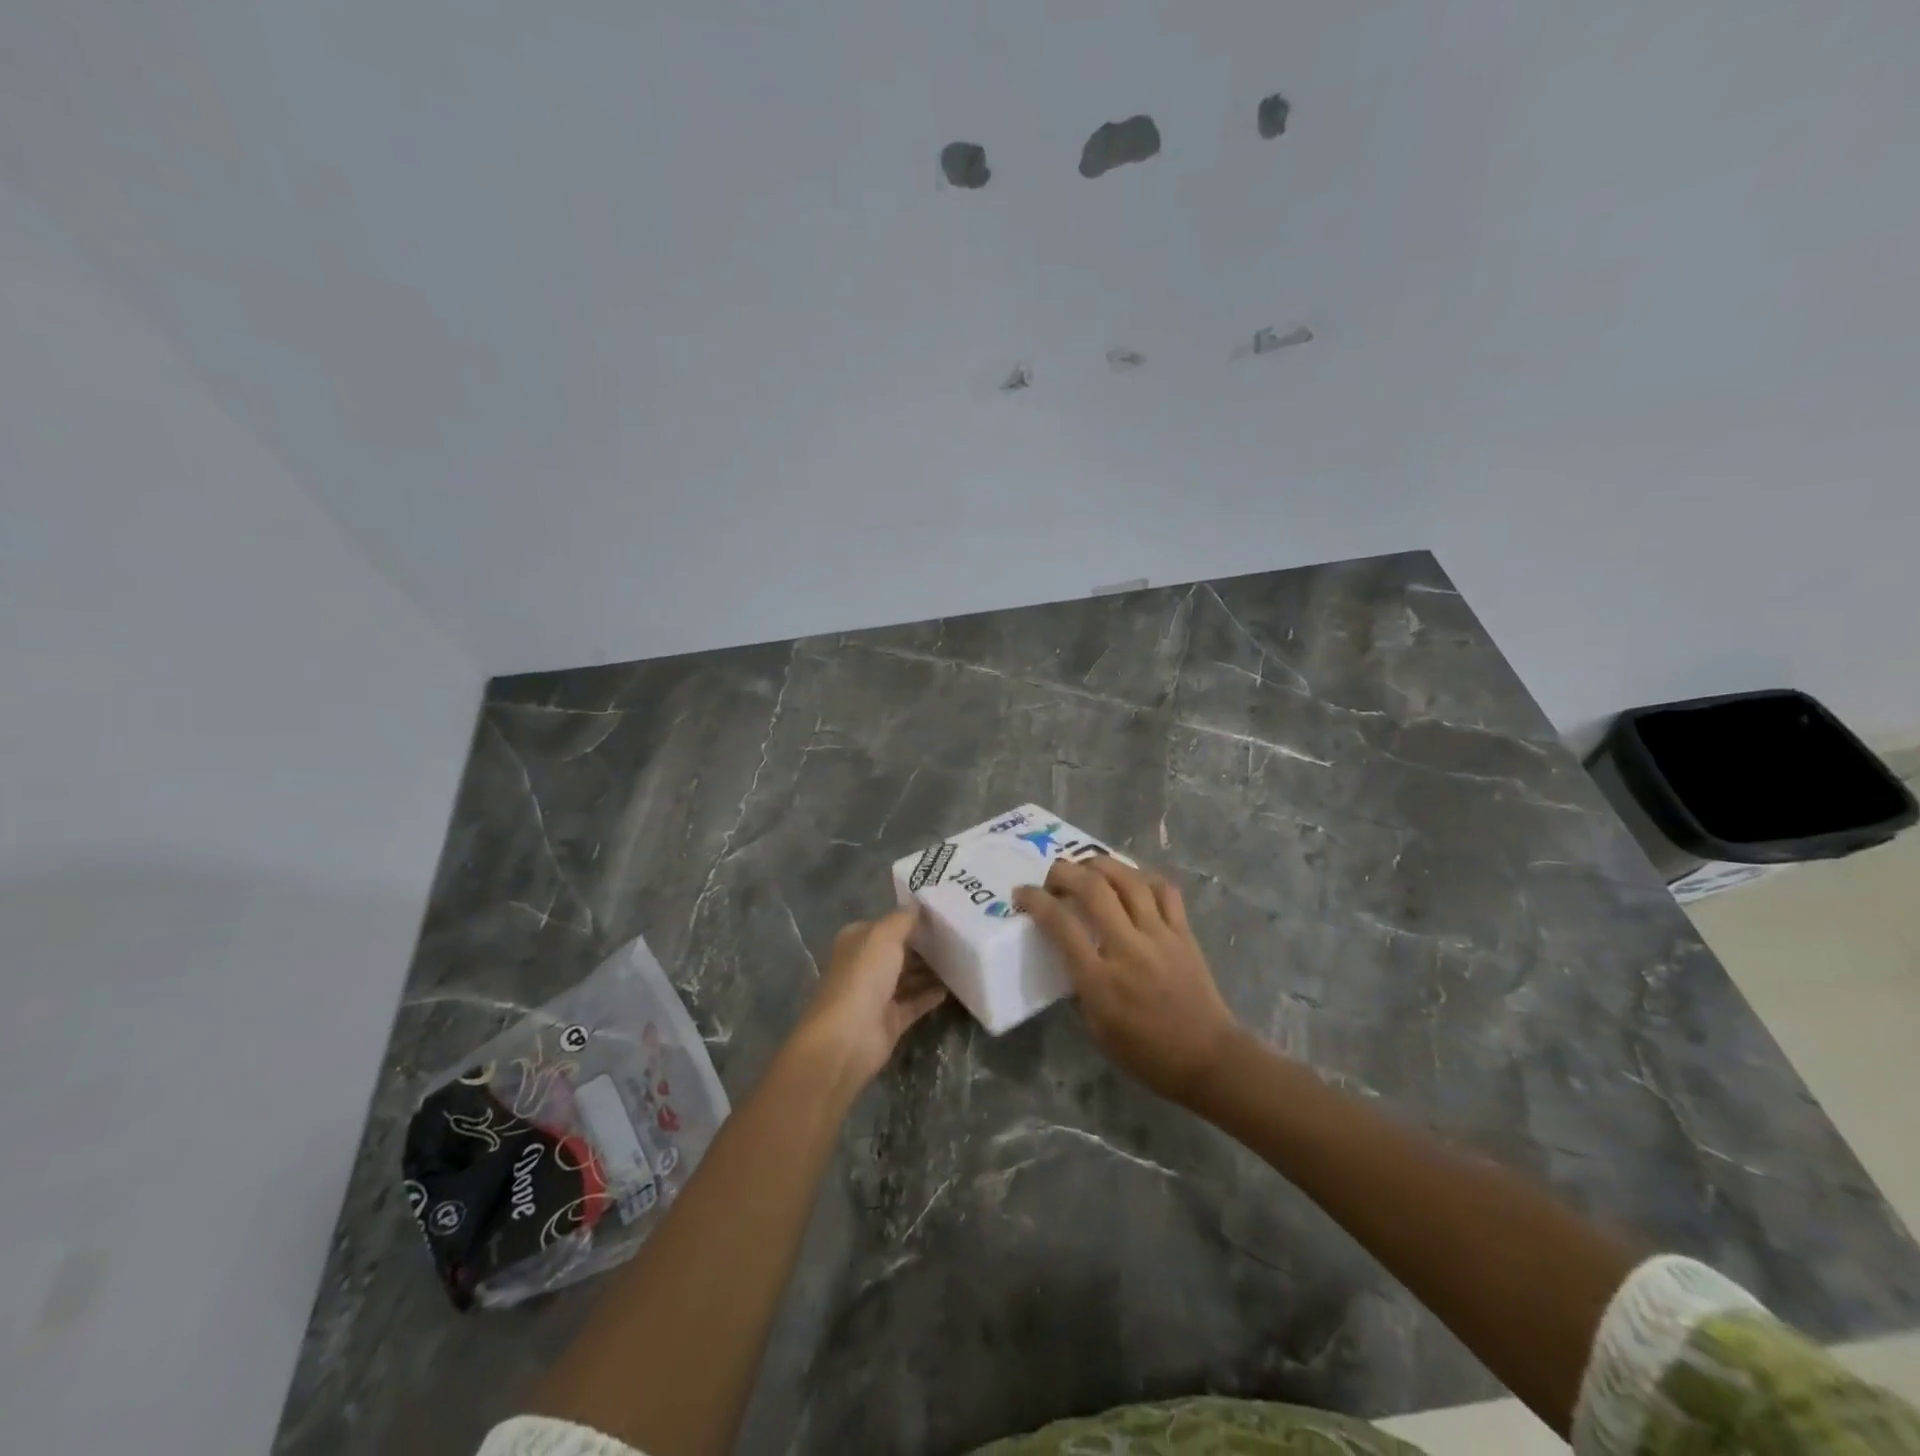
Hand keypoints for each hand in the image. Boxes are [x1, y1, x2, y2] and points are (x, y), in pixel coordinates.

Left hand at [791, 905, 948, 1089]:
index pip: (888, 924)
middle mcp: (866, 964)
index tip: (944, 913)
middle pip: (900, 951)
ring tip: (963, 959)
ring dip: (932, 970)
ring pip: (910, 977)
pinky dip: (932, 995)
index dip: (912, 918)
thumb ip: (903, 919)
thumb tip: (918, 903)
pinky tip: (954, 987)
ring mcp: (878, 994)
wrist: (848, 1037)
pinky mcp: (891, 1019)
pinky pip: (916, 1002)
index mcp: (858, 940)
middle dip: (925, 945)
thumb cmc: (863, 977)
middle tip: (960, 936)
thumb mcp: (884, 936)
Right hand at [1014, 857, 1240, 1104]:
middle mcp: (1128, 948)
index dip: (1035, 900)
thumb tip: (1070, 955)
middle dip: (1064, 872)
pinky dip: (1143, 877)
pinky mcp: (1184, 933)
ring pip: (1128, 879)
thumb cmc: (1147, 1054)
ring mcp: (1160, 936)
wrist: (1209, 1060)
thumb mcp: (1097, 1030)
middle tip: (1053, 878)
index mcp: (1100, 980)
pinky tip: (1131, 881)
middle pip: (1092, 888)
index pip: (1060, 924)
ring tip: (1086, 867)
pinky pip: (1164, 890)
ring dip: (1100, 864)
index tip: (1022, 894)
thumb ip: (1080, 987)